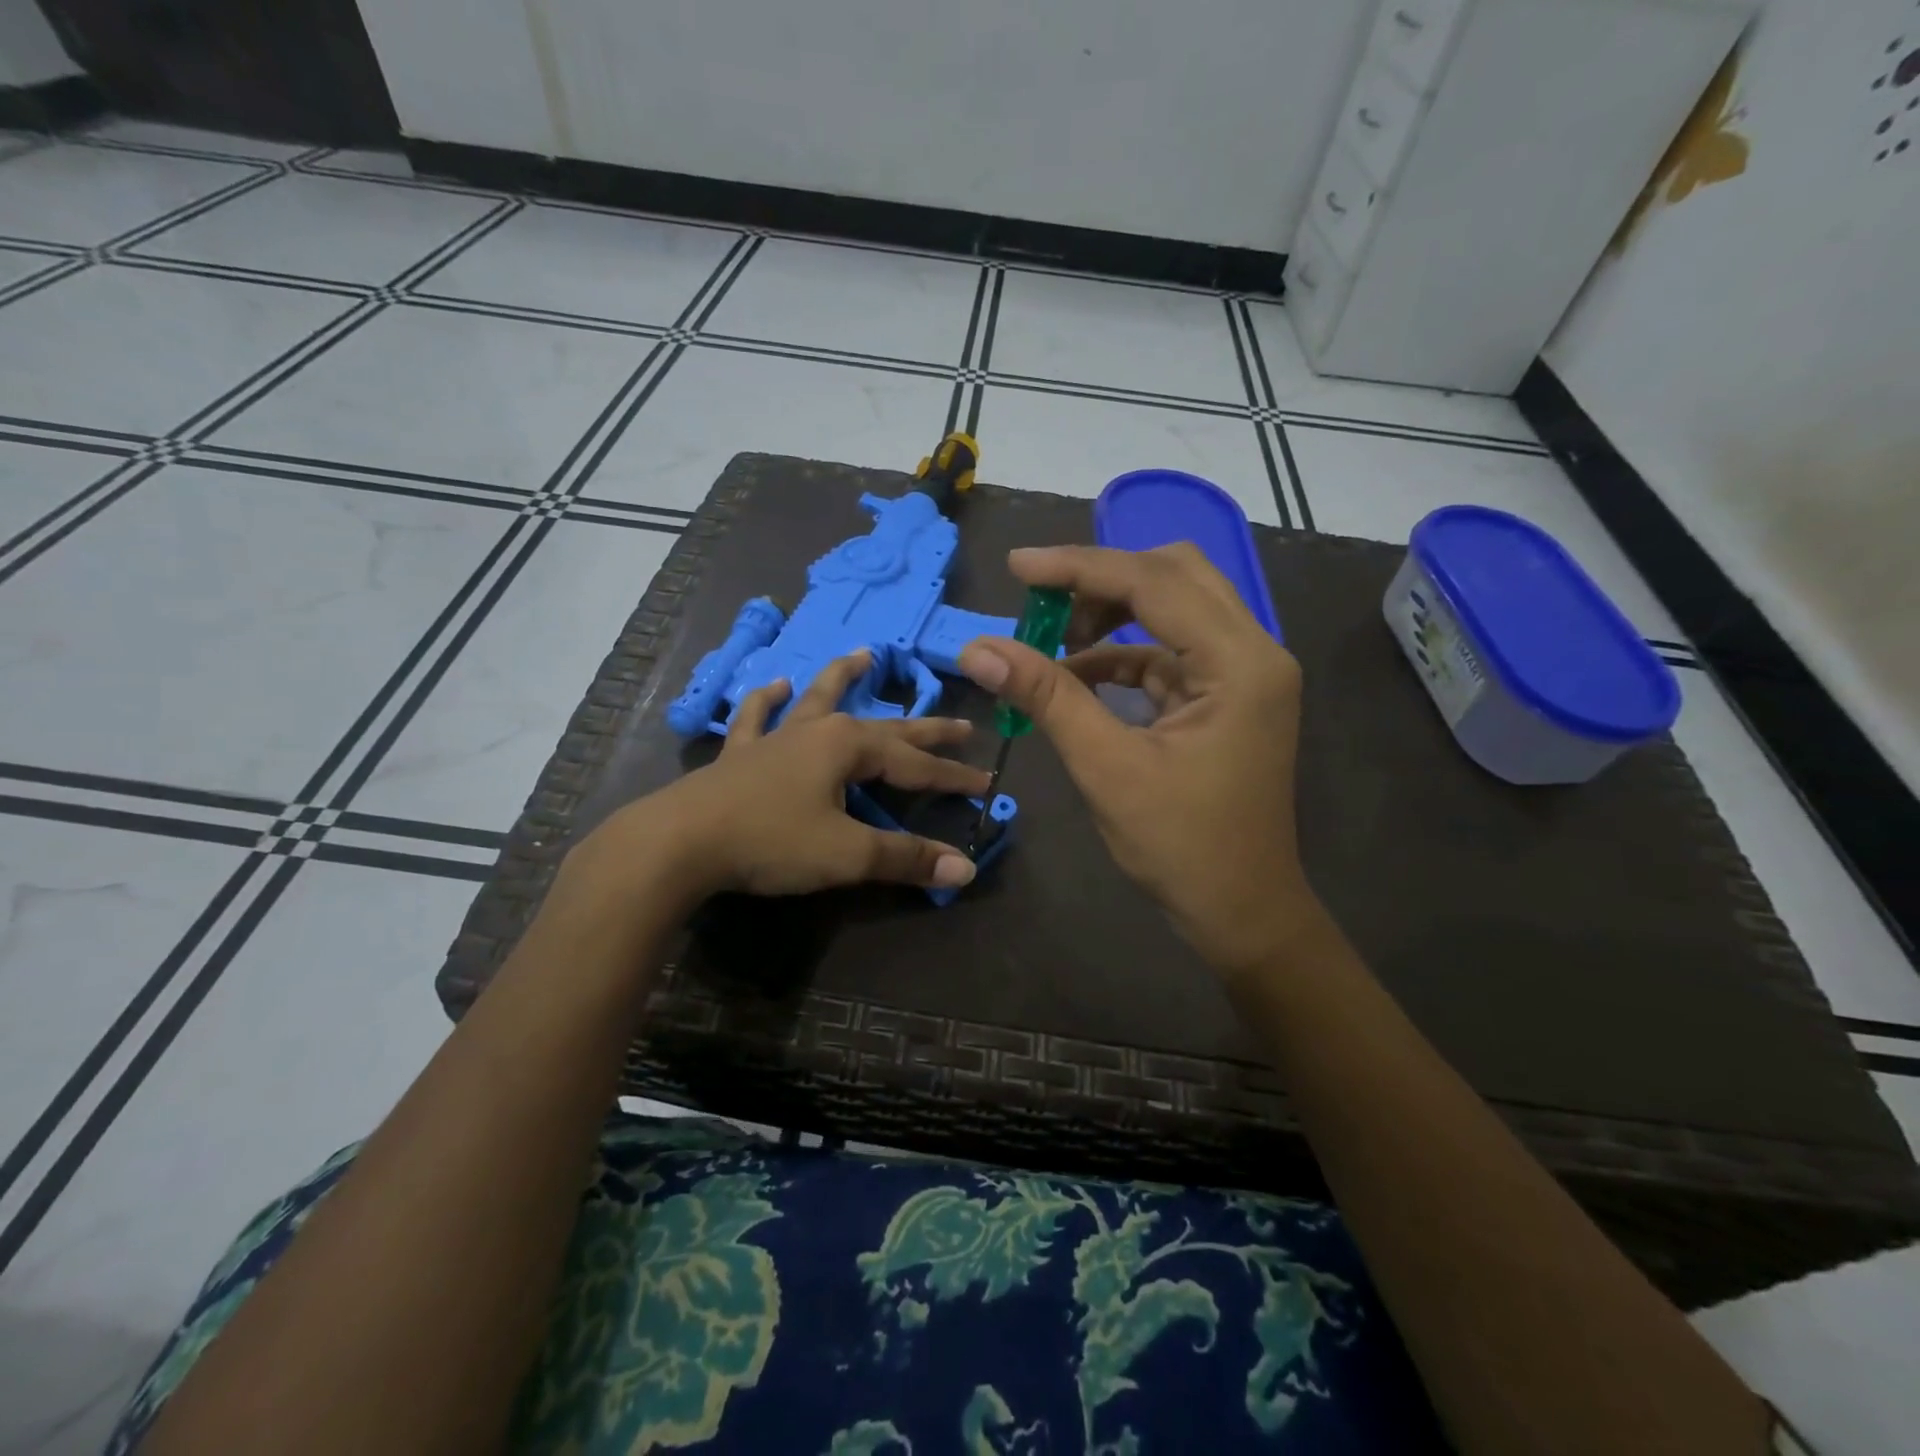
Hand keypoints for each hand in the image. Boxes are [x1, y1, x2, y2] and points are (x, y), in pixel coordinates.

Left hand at [569, 649, 988, 906]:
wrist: (681, 841)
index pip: (917, 765)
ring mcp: (776, 737)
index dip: (953, 778)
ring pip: (819, 699)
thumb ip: (906, 858)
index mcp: (849, 746)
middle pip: (884, 727)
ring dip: (844, 678)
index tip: (986, 785)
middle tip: (961, 724)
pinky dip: (766, 701)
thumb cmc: (771, 841)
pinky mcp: (742, 754)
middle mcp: (818, 730)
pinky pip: (757, 718)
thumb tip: (965, 869)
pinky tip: (774, 686)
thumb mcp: (847, 854)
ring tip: (864, 654)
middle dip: (924, 729)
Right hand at [958, 544, 1312, 972]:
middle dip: (1102, 580)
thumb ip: (1047, 697)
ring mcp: (1245, 673)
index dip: (1079, 568)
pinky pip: (1171, 650)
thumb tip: (979, 650)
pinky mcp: (1228, 695)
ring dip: (1112, 614)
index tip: (1017, 568)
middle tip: (1041, 601)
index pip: (1153, 583)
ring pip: (1175, 606)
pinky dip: (1123, 654)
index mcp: (1240, 662)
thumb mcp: (1106, 767)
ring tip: (1053, 641)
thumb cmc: (1180, 846)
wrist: (1240, 910)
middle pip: (1175, 575)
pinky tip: (1078, 675)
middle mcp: (1254, 651)